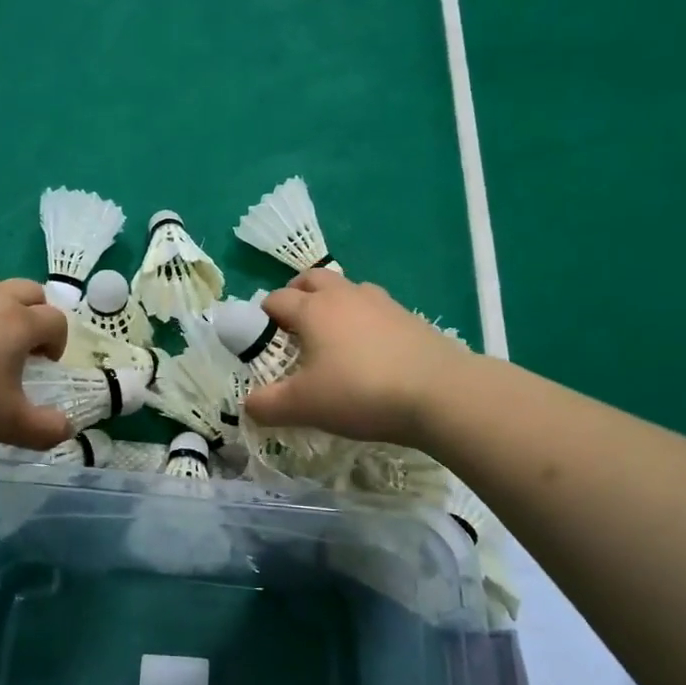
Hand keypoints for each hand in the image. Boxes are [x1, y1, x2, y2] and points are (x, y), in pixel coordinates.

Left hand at [0, 278, 72, 448]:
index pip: (56, 321)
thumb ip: (45, 429)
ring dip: (7, 307)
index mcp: (20, 322)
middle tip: (26, 350)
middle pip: (32, 292)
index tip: (44, 369)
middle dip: (38, 316)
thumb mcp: (7, 424)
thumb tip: (66, 428)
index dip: (58, 344)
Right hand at [244, 271, 474, 446]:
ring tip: (332, 334)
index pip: (277, 299)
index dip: (263, 316)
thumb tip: (247, 405)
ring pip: (347, 288)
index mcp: (313, 309)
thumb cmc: (360, 392)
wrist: (438, 392)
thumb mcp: (305, 406)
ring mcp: (380, 302)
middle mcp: (344, 296)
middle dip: (297, 293)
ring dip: (333, 302)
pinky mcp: (409, 317)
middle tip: (292, 323)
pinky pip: (375, 308)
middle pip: (312, 278)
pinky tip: (369, 349)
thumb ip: (269, 405)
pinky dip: (363, 319)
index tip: (260, 338)